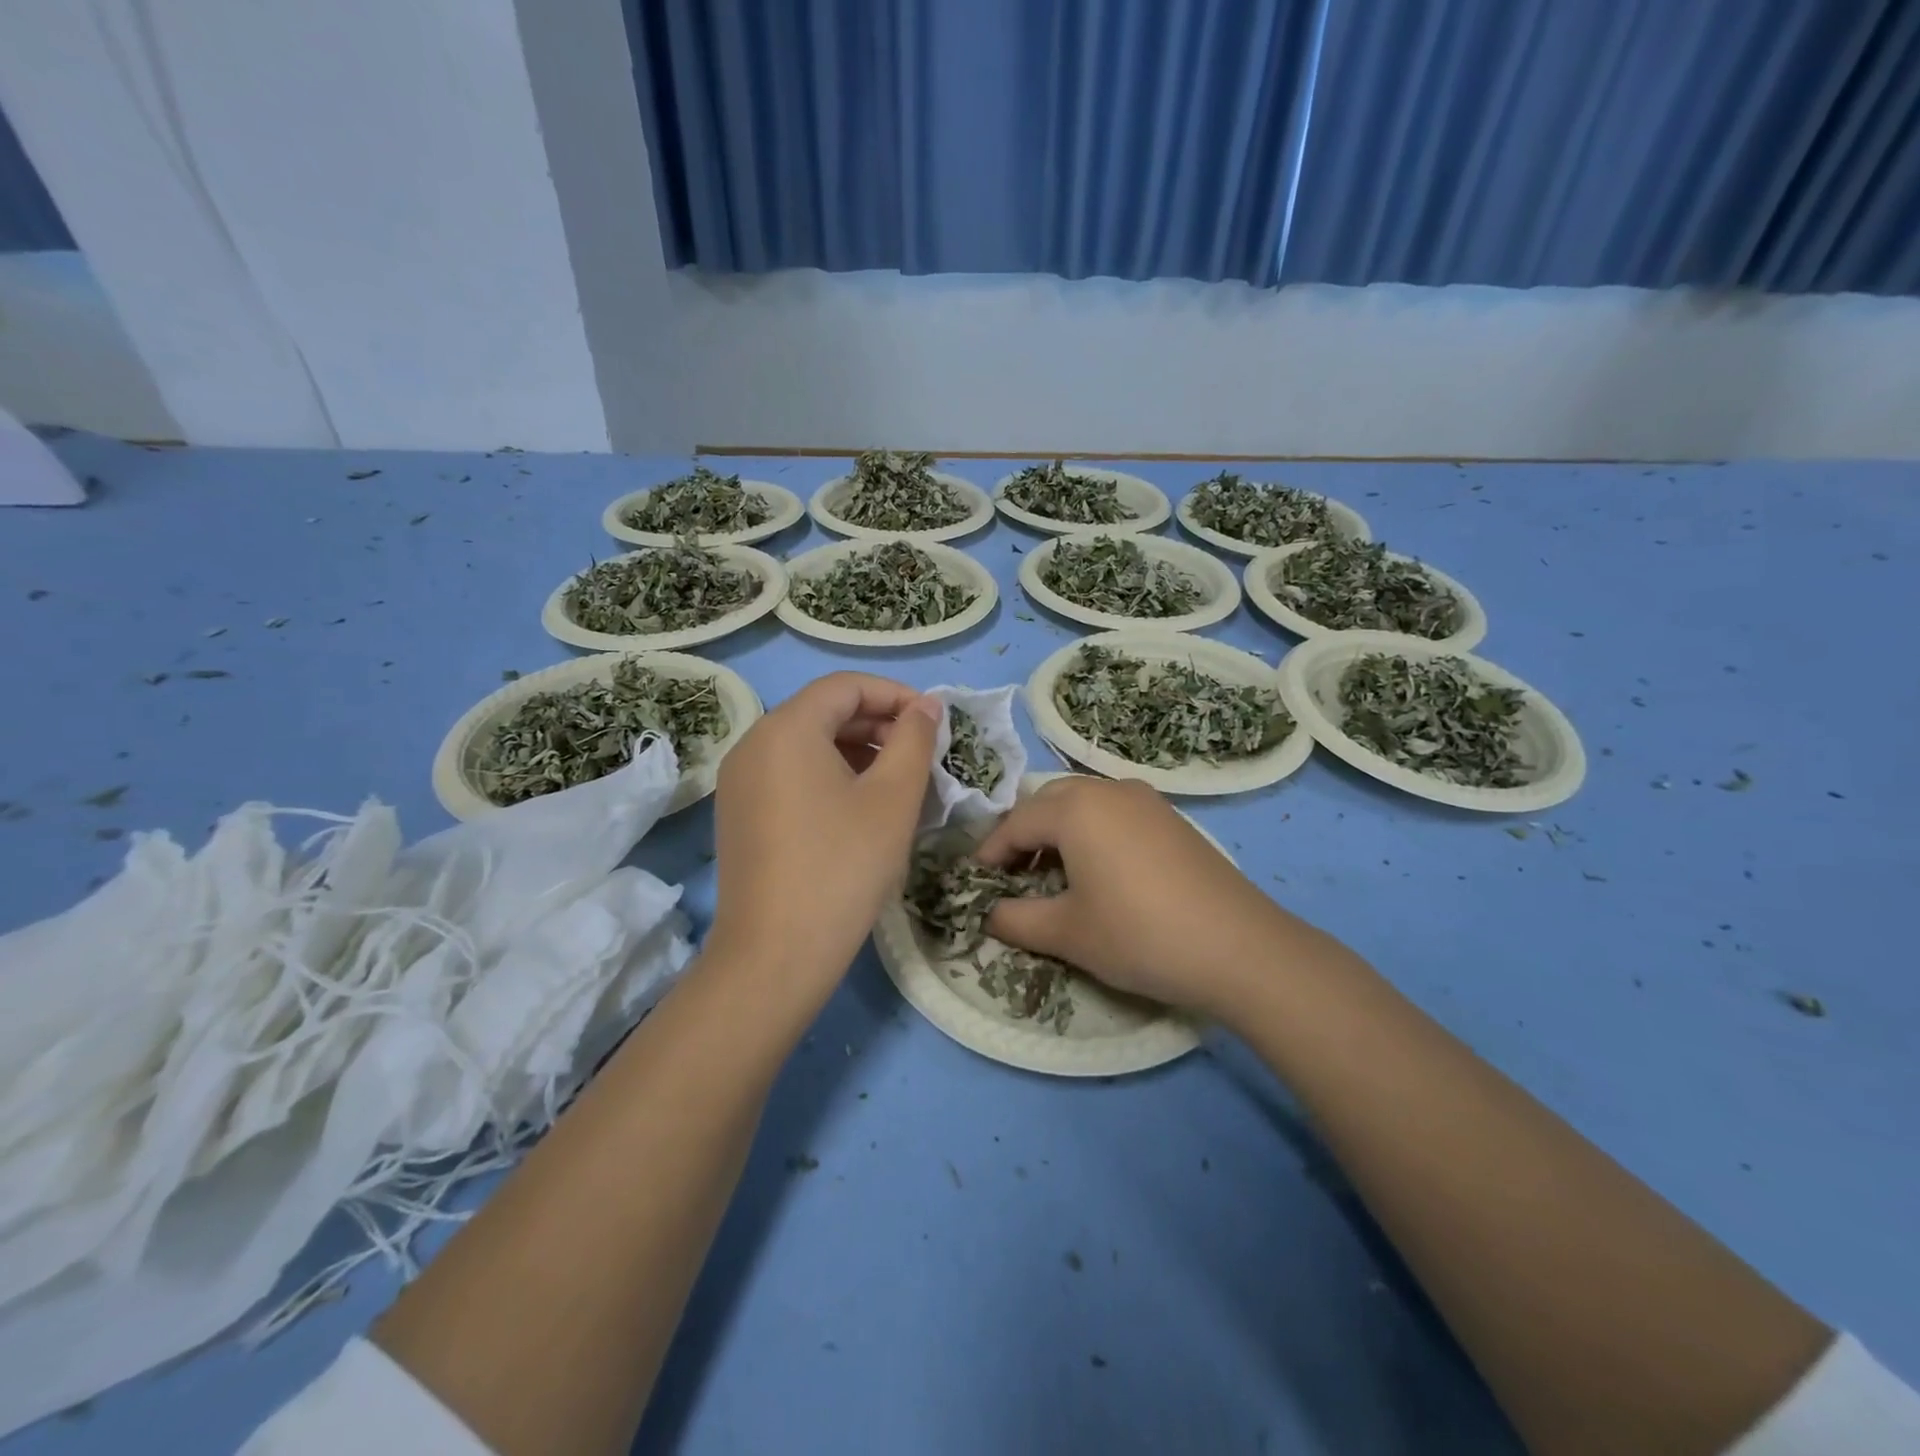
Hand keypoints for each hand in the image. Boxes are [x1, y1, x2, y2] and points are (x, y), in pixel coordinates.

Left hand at [707, 672, 940, 1005]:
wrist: (775, 955)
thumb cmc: (843, 867)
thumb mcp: (893, 798)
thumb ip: (914, 740)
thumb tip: (926, 706)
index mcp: (786, 729)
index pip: (846, 686)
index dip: (896, 695)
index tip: (935, 722)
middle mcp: (753, 744)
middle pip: (823, 712)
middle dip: (878, 724)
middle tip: (922, 754)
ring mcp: (740, 781)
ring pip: (807, 745)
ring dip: (857, 752)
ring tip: (898, 782)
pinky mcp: (739, 814)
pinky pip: (790, 774)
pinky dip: (829, 776)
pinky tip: (860, 808)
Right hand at [975, 777, 1310, 1021]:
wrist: (1239, 947)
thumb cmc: (1139, 934)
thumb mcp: (1067, 932)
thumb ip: (1015, 919)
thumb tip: (986, 914)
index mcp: (1075, 808)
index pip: (1015, 823)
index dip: (991, 854)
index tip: (976, 884)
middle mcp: (1108, 789)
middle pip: (1047, 804)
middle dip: (1023, 837)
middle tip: (1012, 878)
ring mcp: (1145, 800)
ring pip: (1082, 804)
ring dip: (1058, 833)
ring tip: (1052, 876)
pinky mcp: (1171, 818)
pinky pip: (1114, 813)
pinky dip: (1092, 834)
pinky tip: (1099, 872)